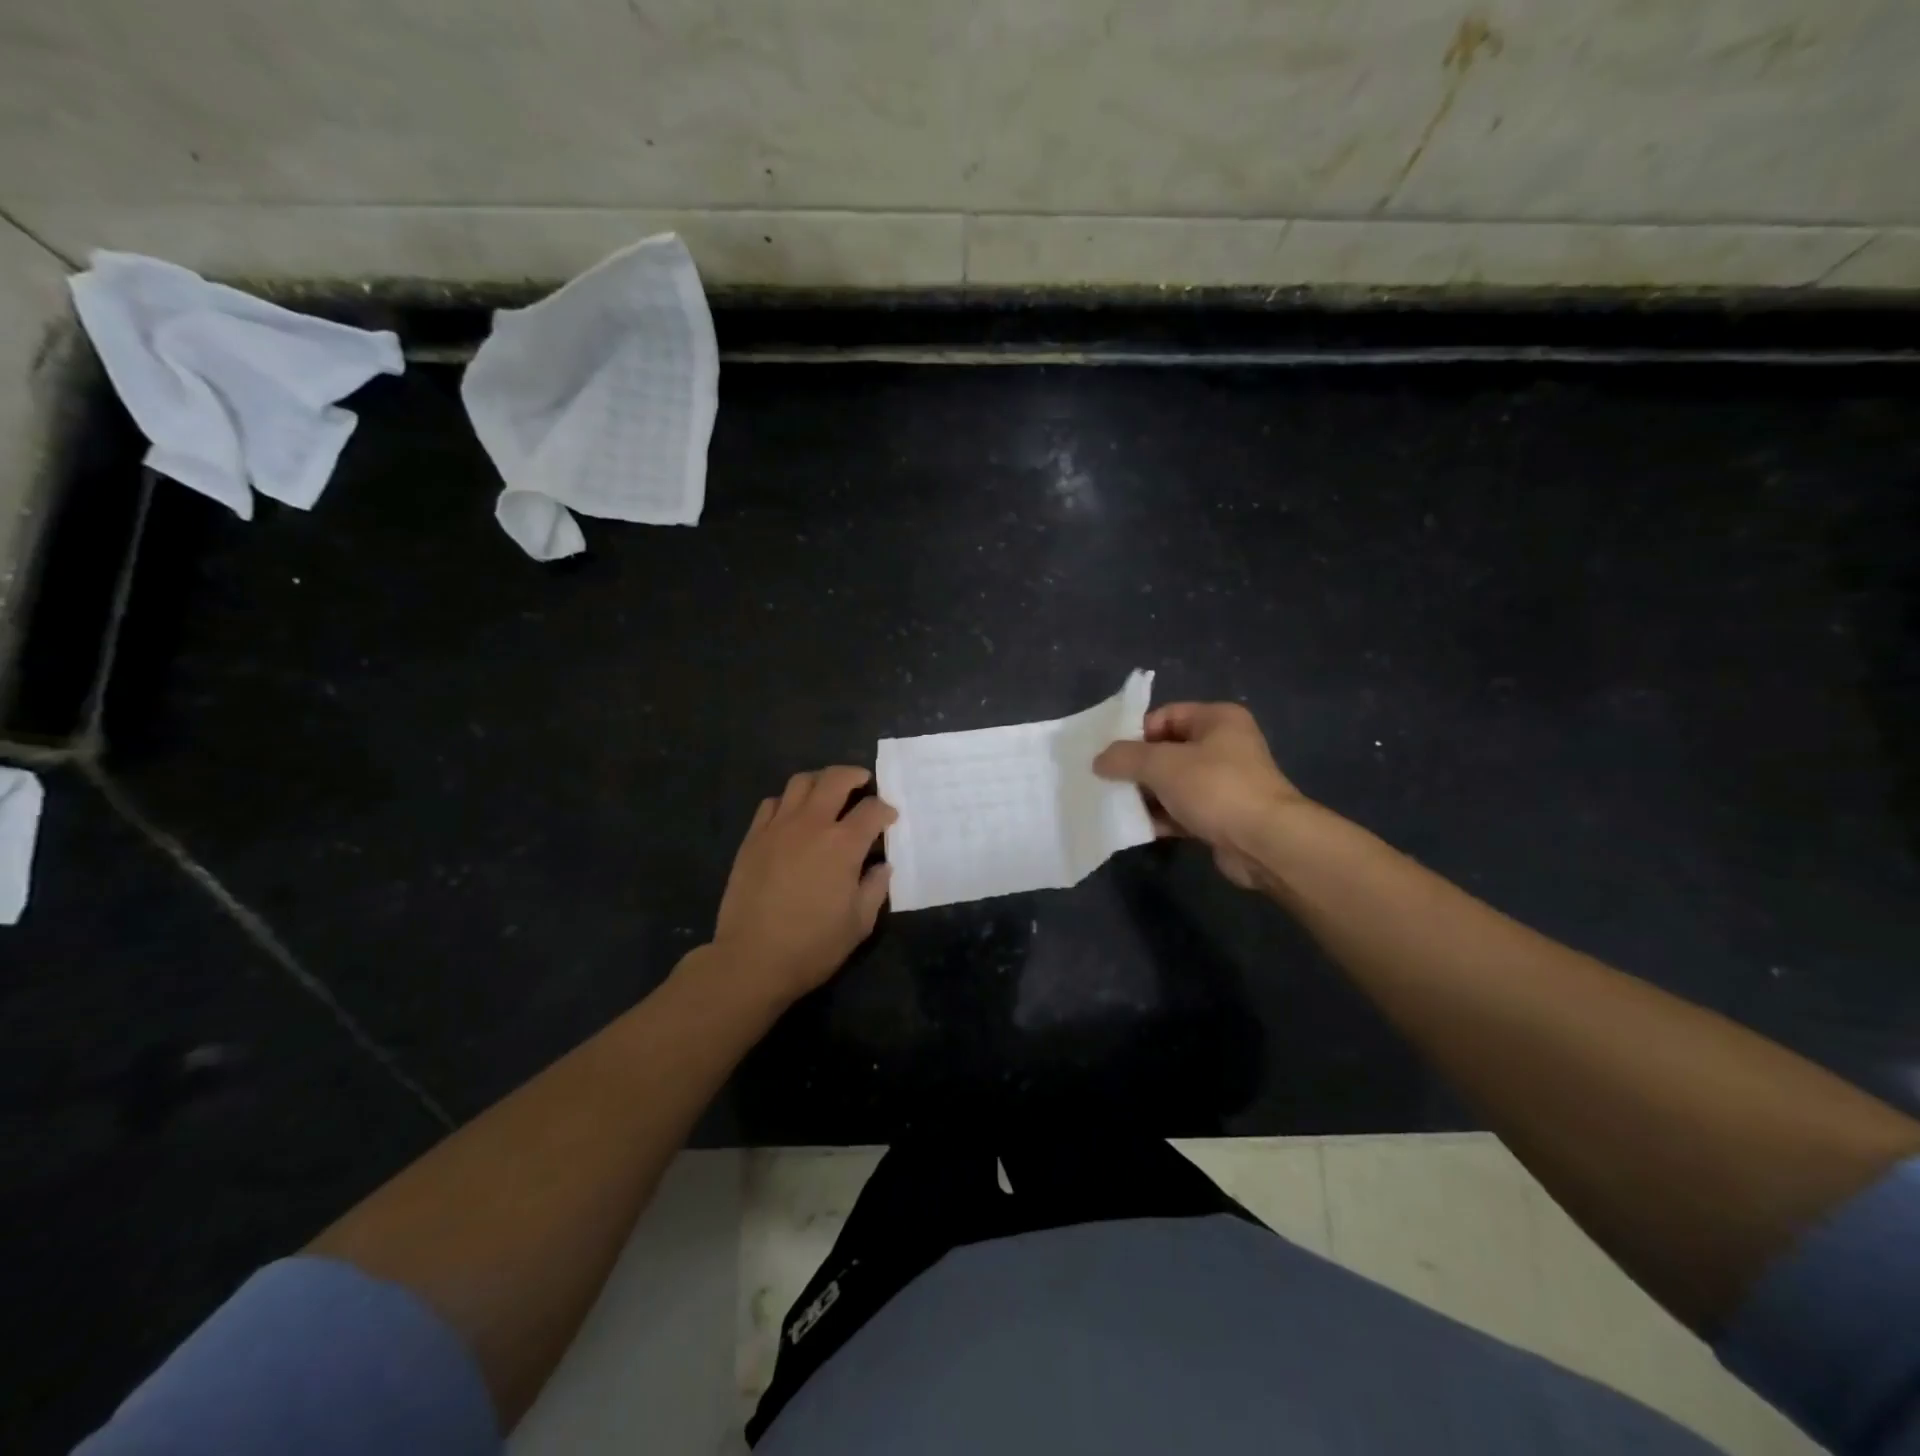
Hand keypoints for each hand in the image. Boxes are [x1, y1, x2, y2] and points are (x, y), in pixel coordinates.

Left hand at [711, 766, 895, 1001]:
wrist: (751, 959)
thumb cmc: (813, 945)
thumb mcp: (859, 923)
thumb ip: (875, 888)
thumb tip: (882, 866)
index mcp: (843, 844)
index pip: (872, 809)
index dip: (886, 810)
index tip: (889, 819)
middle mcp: (812, 824)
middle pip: (835, 779)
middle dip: (855, 776)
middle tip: (863, 784)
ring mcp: (778, 827)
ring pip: (800, 782)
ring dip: (820, 782)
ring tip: (827, 794)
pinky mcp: (753, 838)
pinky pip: (772, 803)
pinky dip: (788, 801)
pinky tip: (793, 816)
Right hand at [1093, 702, 1300, 888]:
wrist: (1265, 843)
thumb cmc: (1215, 788)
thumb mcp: (1161, 764)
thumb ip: (1124, 757)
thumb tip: (1099, 760)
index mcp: (1217, 720)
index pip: (1165, 715)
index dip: (1136, 733)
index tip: (1113, 757)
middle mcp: (1225, 746)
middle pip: (1167, 750)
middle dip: (1137, 767)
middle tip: (1110, 782)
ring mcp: (1225, 782)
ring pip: (1173, 783)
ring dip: (1147, 795)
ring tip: (1119, 806)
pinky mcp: (1223, 816)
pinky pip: (1183, 810)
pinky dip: (1162, 817)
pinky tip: (1139, 827)